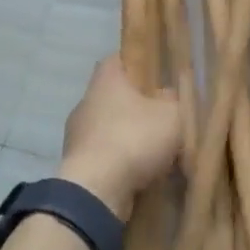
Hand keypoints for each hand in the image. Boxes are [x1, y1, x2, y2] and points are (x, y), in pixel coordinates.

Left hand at [60, 55, 181, 218]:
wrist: (97, 191)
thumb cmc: (135, 138)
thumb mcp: (172, 114)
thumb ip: (174, 100)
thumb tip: (167, 96)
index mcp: (106, 81)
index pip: (118, 59)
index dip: (137, 62)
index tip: (157, 73)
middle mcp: (85, 102)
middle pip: (113, 95)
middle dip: (136, 104)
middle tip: (162, 113)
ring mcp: (76, 135)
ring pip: (108, 127)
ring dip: (128, 135)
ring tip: (155, 148)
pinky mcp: (76, 165)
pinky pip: (104, 155)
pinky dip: (120, 160)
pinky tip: (141, 171)